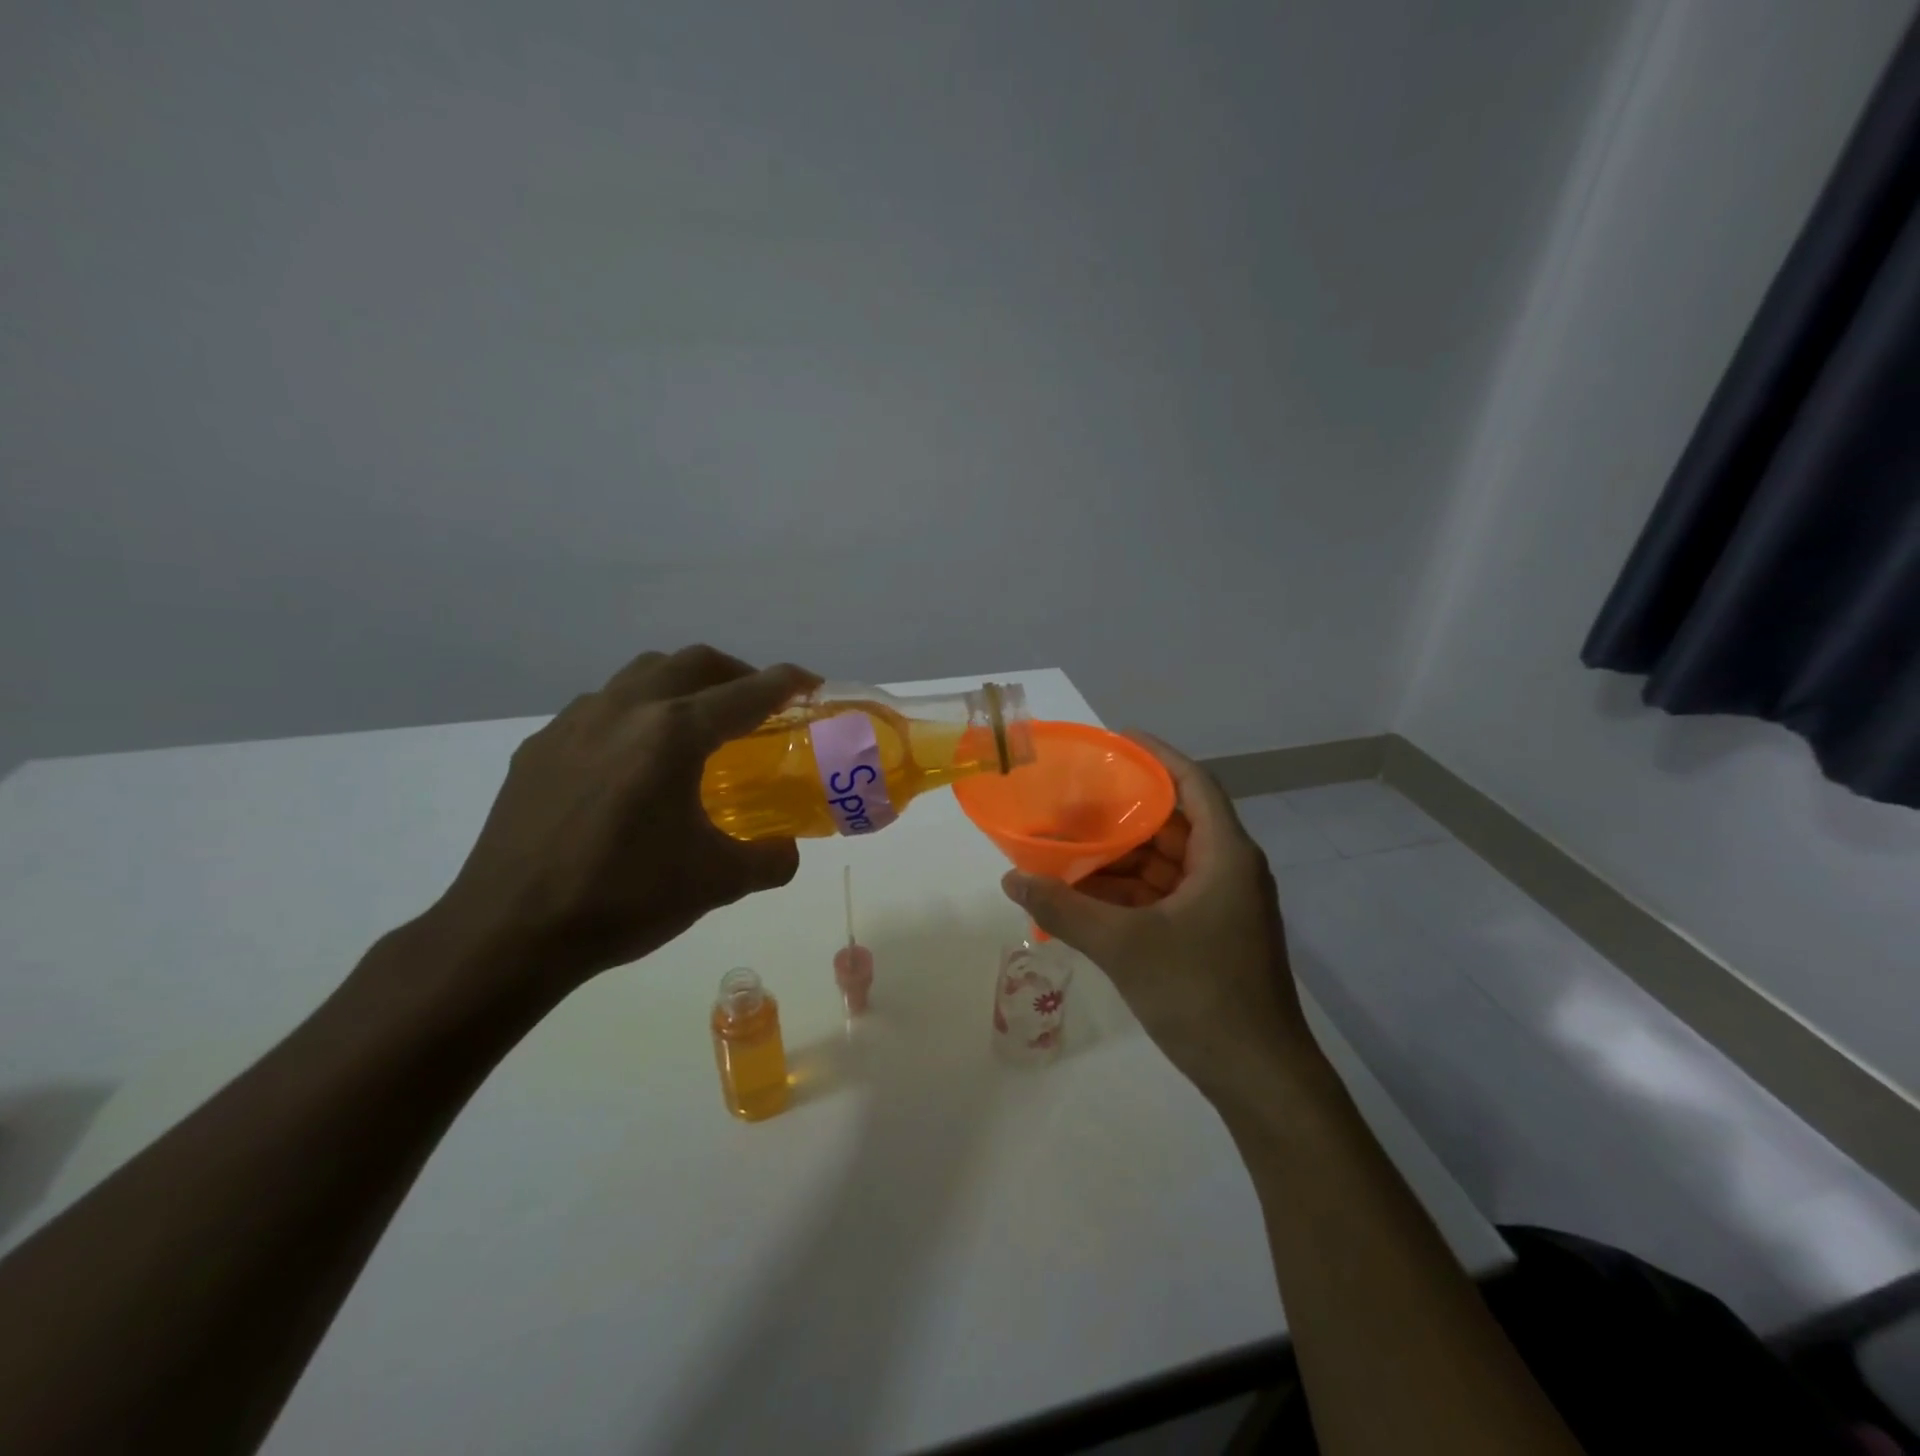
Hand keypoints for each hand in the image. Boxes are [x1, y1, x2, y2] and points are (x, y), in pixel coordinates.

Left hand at [426, 646, 817, 998]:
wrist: (509, 933)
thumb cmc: (623, 899)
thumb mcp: (717, 883)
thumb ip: (770, 859)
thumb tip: (786, 850)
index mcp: (673, 734)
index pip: (747, 692)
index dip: (788, 683)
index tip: (811, 684)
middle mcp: (625, 710)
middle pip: (693, 662)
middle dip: (735, 673)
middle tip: (757, 705)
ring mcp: (574, 723)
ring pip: (641, 674)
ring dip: (681, 684)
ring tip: (696, 725)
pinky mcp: (539, 747)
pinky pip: (599, 708)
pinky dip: (635, 713)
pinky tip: (633, 761)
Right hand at [1000, 735, 1311, 1106]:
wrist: (1260, 1078)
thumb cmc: (1200, 995)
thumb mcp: (1123, 946)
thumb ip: (1063, 909)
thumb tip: (1012, 879)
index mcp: (1224, 855)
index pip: (1193, 783)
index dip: (1156, 755)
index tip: (1115, 740)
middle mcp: (1229, 870)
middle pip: (1175, 822)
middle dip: (1125, 812)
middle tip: (1074, 800)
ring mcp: (1223, 905)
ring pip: (1167, 863)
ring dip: (1122, 857)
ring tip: (1069, 847)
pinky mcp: (1214, 934)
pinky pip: (1166, 895)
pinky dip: (1130, 892)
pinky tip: (1088, 897)